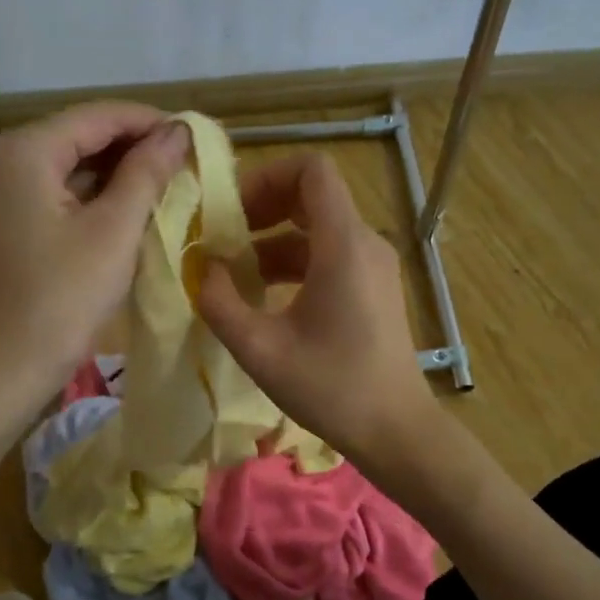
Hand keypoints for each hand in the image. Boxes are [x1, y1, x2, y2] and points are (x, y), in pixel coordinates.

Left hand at [0, 103, 189, 416]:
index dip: (151, 123)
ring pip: (76, 166)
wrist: (9, 365)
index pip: (99, 116)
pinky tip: (135, 210)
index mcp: (28, 149)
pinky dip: (100, 198)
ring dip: (121, 174)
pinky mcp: (15, 221)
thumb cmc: (64, 296)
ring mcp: (8, 191)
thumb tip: (179, 131)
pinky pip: (64, 194)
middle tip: (188, 165)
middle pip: (85, 136)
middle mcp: (10, 159)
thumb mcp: (114, 230)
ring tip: (171, 185)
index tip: (197, 138)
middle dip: (137, 148)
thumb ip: (147, 173)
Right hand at [198, 152, 436, 463]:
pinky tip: (263, 297)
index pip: (311, 169)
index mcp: (343, 245)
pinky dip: (293, 264)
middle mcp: (364, 243)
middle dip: (262, 208)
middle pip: (312, 195)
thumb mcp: (260, 349)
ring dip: (272, 241)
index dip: (266, 177)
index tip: (231, 212)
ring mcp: (373, 266)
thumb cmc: (330, 387)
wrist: (395, 430)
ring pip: (317, 229)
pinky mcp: (374, 288)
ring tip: (233, 274)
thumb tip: (204, 269)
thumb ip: (220, 303)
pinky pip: (329, 255)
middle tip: (223, 238)